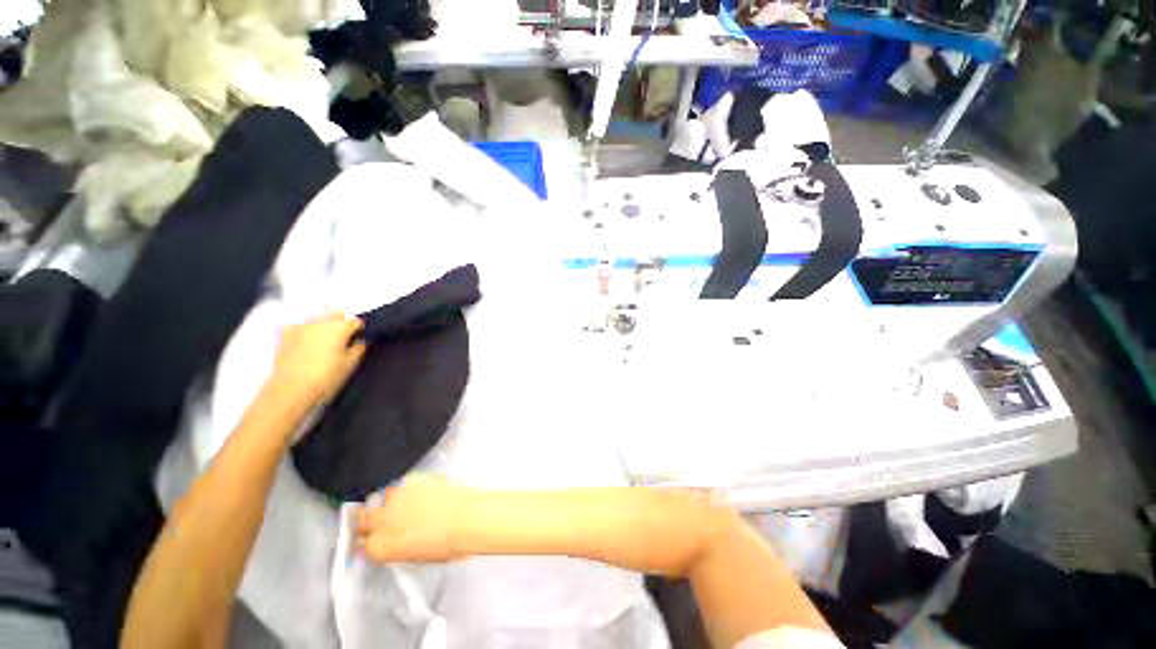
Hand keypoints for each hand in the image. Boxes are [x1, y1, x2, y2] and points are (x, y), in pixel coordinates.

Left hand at [265, 312, 365, 414]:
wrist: (289, 390)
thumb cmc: (326, 378)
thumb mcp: (350, 365)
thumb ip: (358, 348)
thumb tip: (360, 341)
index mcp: (340, 327)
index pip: (356, 321)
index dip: (360, 330)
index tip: (360, 339)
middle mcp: (320, 321)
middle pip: (336, 313)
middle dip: (342, 321)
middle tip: (345, 338)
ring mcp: (301, 326)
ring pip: (318, 317)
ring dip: (324, 324)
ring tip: (326, 340)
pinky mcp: (285, 334)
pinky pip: (301, 325)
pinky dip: (307, 330)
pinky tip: (307, 342)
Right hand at [356, 475, 460, 562]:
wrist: (468, 518)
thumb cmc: (448, 546)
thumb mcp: (415, 557)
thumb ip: (394, 549)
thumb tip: (389, 544)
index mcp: (380, 548)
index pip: (361, 543)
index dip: (367, 539)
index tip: (372, 537)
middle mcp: (381, 521)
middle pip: (362, 517)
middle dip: (367, 518)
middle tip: (380, 518)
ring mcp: (396, 498)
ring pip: (382, 496)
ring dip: (388, 501)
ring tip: (402, 504)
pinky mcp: (412, 480)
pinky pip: (401, 483)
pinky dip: (405, 488)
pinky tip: (418, 493)